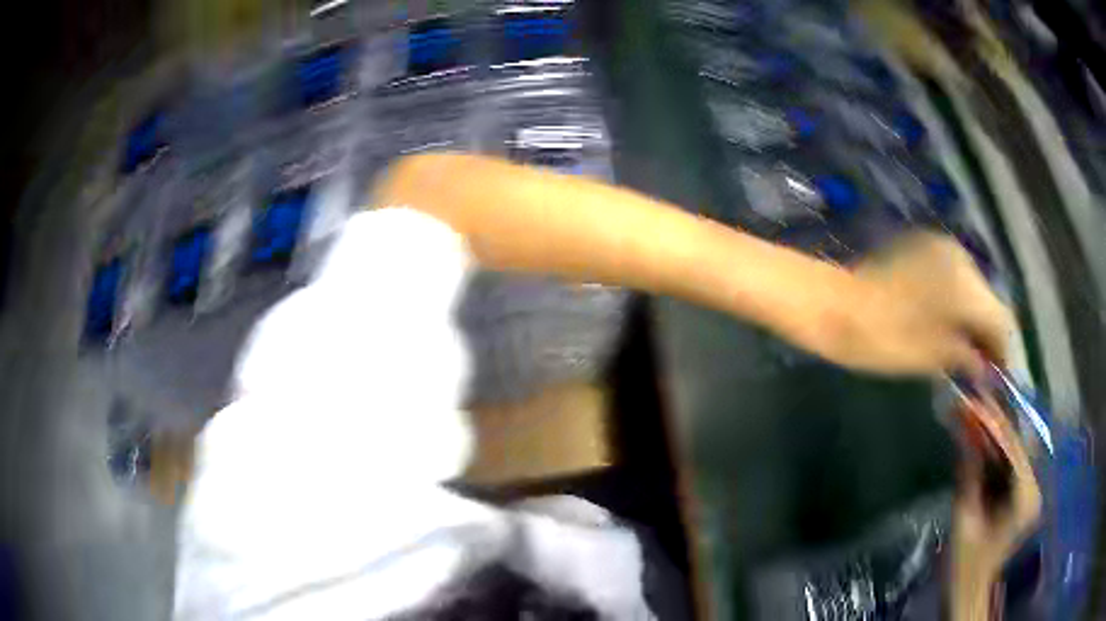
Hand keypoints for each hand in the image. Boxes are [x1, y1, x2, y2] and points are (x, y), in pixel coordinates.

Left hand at [826, 232, 1015, 376]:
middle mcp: (960, 258)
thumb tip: (986, 367)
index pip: (1001, 320)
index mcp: (965, 285)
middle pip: (989, 301)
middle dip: (991, 336)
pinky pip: (955, 278)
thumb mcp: (929, 358)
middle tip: (986, 371)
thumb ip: (966, 359)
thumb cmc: (881, 338)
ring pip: (974, 289)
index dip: (1005, 352)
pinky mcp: (925, 248)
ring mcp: (941, 248)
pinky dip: (960, 304)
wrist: (833, 304)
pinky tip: (954, 328)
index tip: (1002, 379)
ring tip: (971, 355)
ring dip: (976, 320)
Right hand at [950, 397, 1041, 618]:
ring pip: (1014, 451)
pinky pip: (1011, 463)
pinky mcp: (1024, 492)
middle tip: (972, 402)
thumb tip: (966, 429)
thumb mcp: (964, 519)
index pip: (1014, 450)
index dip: (994, 424)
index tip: (974, 402)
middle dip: (994, 425)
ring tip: (974, 413)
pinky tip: (981, 437)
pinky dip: (996, 450)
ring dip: (994, 435)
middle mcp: (1035, 488)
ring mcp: (1031, 489)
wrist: (970, 588)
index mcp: (1025, 499)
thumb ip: (970, 473)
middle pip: (1017, 446)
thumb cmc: (965, 563)